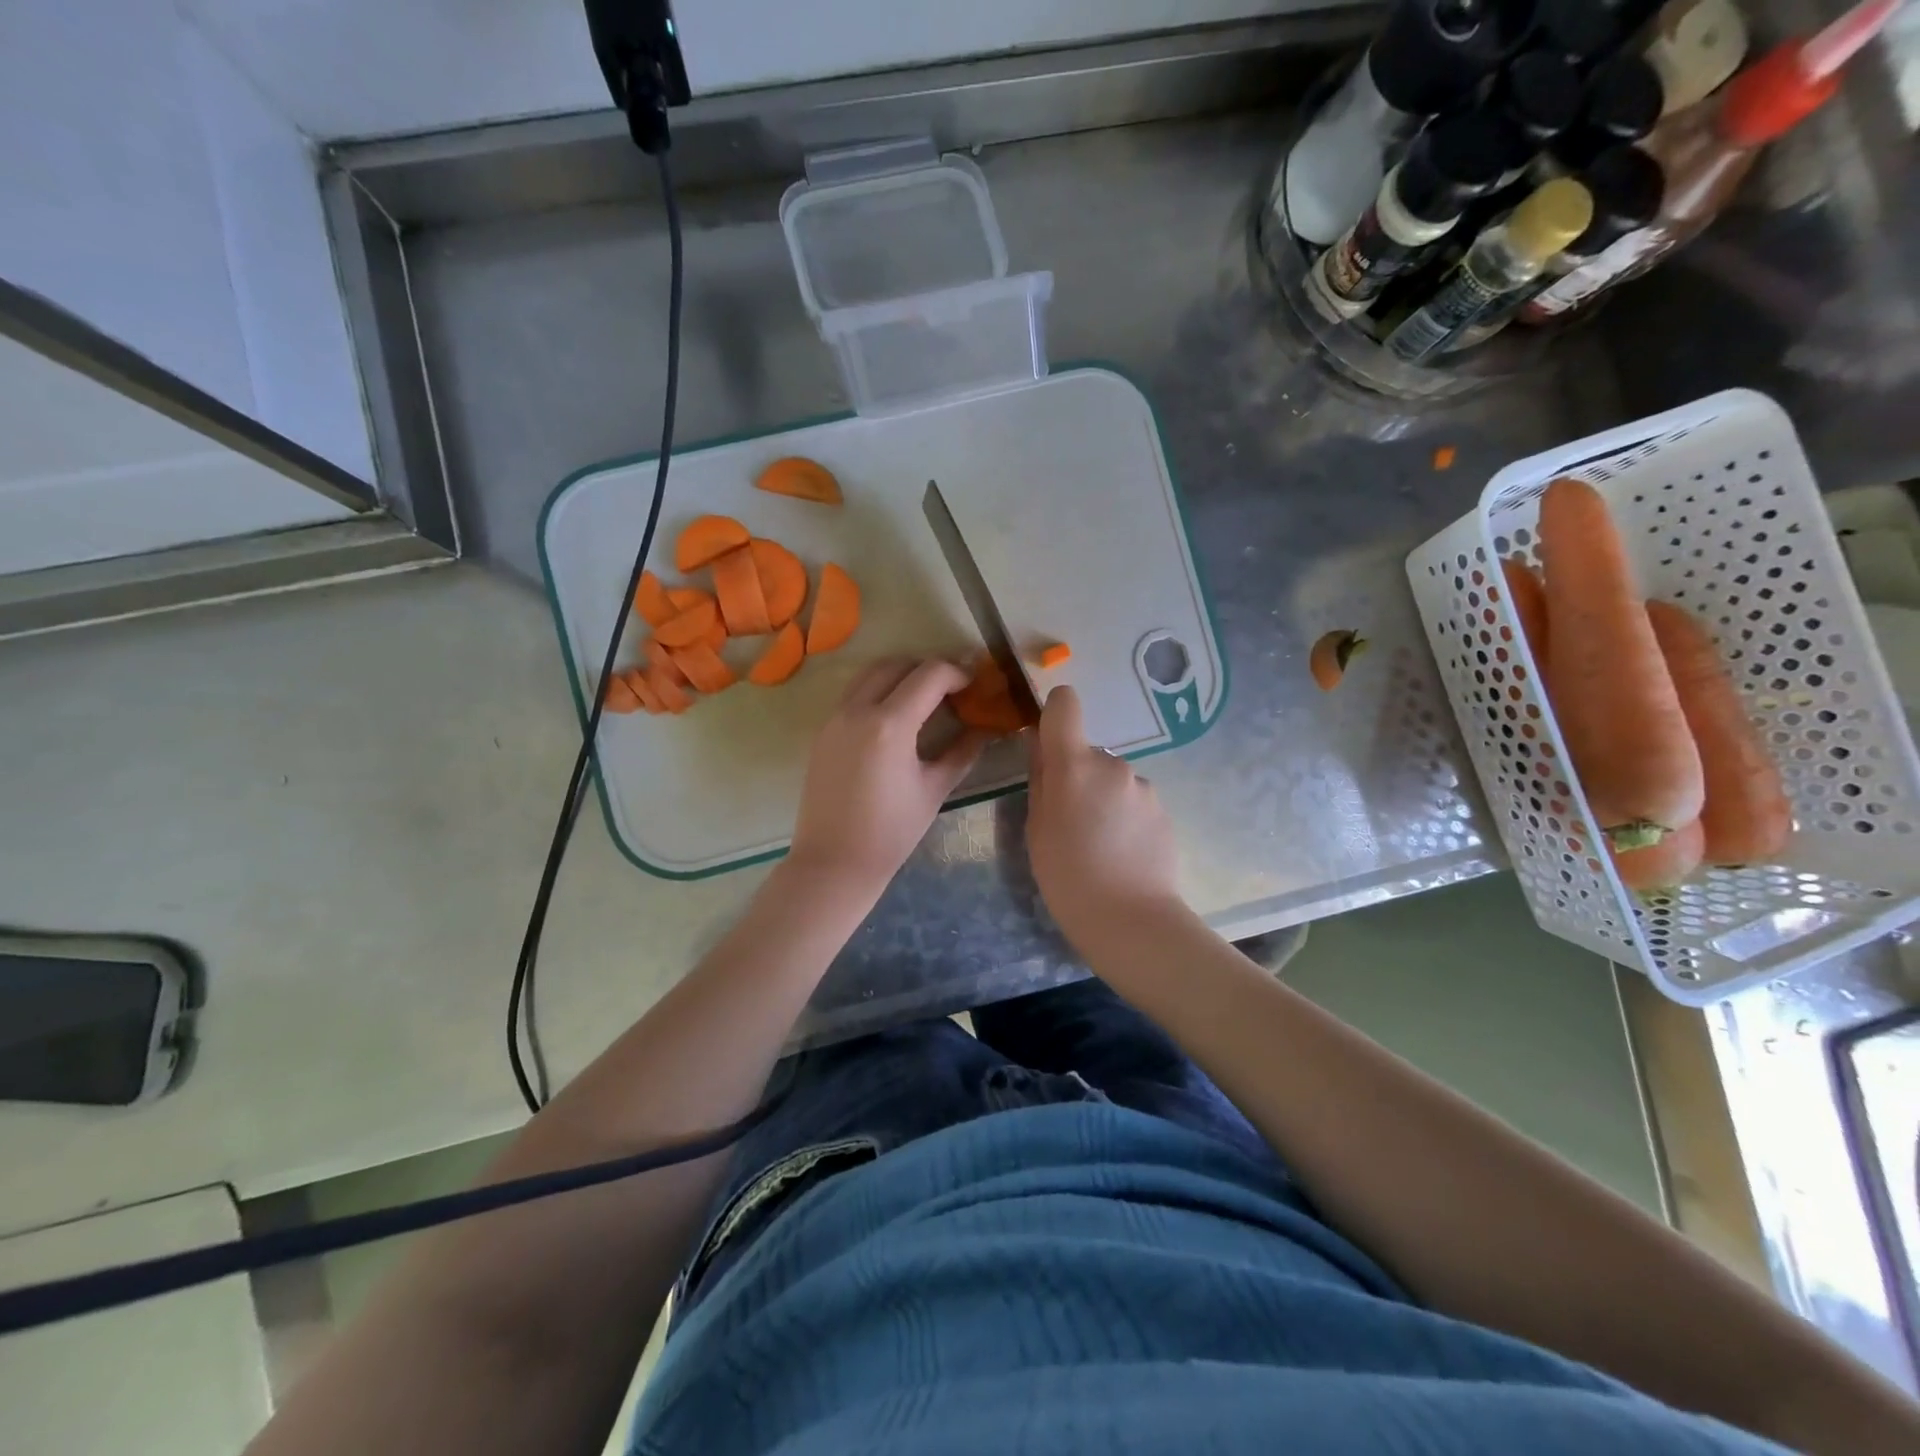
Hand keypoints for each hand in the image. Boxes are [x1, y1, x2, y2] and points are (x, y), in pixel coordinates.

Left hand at [789, 658, 986, 895]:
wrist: (834, 862)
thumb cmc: (891, 832)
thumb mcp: (934, 789)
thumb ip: (963, 751)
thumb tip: (987, 727)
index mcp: (889, 725)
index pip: (929, 674)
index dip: (957, 672)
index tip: (974, 684)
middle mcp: (857, 710)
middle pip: (897, 664)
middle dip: (928, 668)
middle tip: (952, 688)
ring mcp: (835, 718)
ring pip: (870, 674)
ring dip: (900, 675)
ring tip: (924, 698)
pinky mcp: (823, 731)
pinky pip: (853, 694)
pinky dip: (878, 691)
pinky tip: (895, 718)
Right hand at [1027, 685, 1181, 943]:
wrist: (1131, 920)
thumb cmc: (1067, 877)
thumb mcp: (1036, 829)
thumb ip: (1040, 781)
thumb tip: (1042, 750)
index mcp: (1074, 765)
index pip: (1065, 705)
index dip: (1055, 713)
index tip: (1048, 741)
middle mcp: (1113, 764)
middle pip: (1088, 753)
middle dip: (1078, 776)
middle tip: (1071, 822)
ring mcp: (1143, 786)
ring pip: (1112, 780)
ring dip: (1103, 799)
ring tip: (1100, 845)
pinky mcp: (1164, 809)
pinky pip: (1133, 801)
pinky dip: (1125, 817)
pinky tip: (1122, 853)